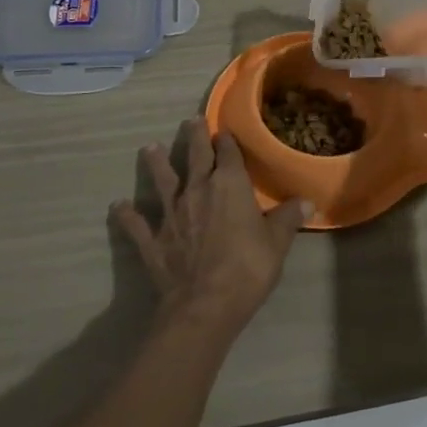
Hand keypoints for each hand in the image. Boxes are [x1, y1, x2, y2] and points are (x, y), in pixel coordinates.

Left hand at [110, 119, 310, 338]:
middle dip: (194, 136)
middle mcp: (197, 189)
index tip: (225, 131)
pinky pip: (136, 224)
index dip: (227, 140)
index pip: (228, 153)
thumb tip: (308, 201)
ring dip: (155, 163)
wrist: (204, 305)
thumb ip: (288, 218)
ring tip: (149, 148)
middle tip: (190, 121)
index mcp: (229, 185)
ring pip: (162, 180)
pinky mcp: (152, 238)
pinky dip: (126, 215)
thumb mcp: (277, 243)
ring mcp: (171, 213)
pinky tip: (118, 206)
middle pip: (195, 156)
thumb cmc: (247, 269)